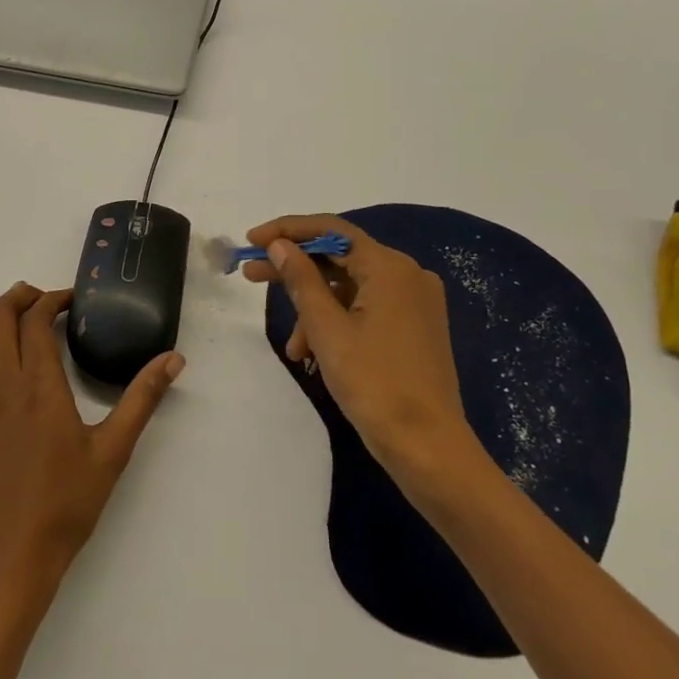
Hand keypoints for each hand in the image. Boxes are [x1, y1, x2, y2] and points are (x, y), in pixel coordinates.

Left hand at [0, 284, 183, 602]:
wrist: (9, 559)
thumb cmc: (65, 505)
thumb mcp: (113, 451)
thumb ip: (142, 399)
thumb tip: (173, 359)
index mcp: (37, 387)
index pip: (34, 321)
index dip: (52, 299)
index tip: (75, 299)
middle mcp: (2, 387)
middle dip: (18, 296)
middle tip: (49, 297)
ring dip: (0, 316)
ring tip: (30, 317)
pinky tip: (19, 362)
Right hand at [242, 215, 485, 487]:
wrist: (428, 447)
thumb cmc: (374, 384)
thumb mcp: (327, 330)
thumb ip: (301, 280)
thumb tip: (279, 245)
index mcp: (390, 267)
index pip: (332, 231)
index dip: (287, 230)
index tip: (251, 240)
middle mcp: (407, 275)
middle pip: (340, 257)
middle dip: (294, 268)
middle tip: (250, 274)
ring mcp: (414, 302)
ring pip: (350, 288)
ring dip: (314, 307)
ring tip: (292, 346)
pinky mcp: (414, 326)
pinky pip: (366, 309)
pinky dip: (337, 323)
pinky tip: (314, 353)